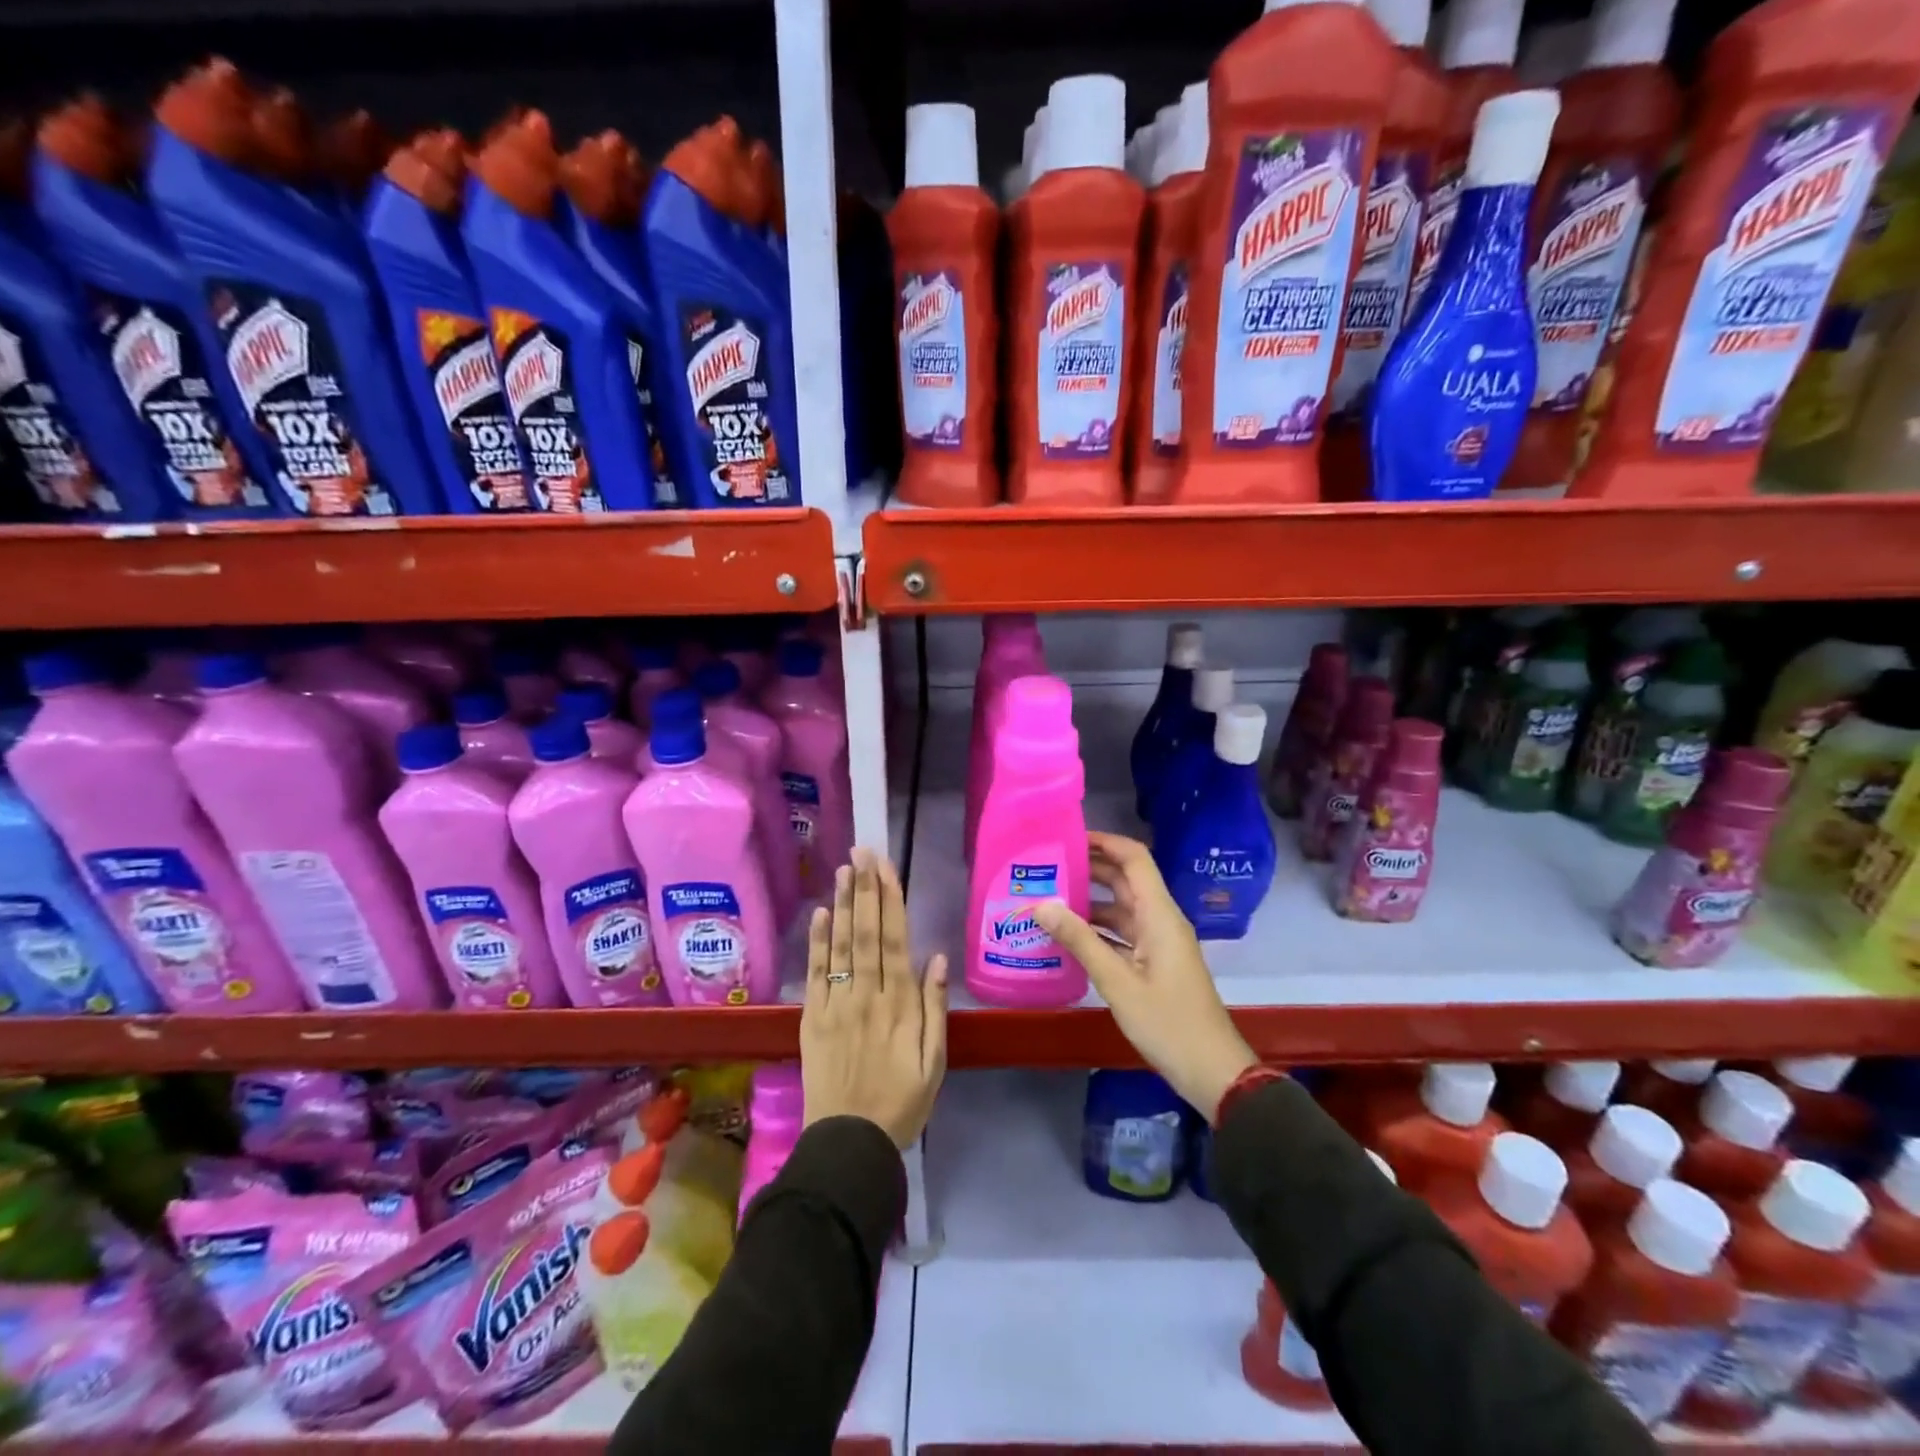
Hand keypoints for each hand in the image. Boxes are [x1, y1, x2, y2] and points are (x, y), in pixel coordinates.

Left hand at [800, 849, 948, 1147]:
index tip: (886, 867)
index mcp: (900, 1005)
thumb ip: (935, 1009)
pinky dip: (817, 942)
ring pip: (840, 946)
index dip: (890, 900)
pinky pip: (815, 974)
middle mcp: (867, 995)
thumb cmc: (902, 1103)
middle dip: (865, 889)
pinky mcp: (813, 1018)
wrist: (849, 1143)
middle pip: (866, 933)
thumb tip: (937, 958)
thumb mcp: (935, 1063)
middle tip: (862, 851)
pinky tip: (819, 914)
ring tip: (843, 869)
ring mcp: (836, 1005)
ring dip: (841, 904)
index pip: (895, 940)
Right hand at [1034, 832, 1255, 1120]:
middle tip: (1045, 865)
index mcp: (1159, 914)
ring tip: (1046, 897)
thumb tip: (1041, 905)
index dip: (1104, 841)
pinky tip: (1065, 935)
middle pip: (1124, 880)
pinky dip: (1096, 929)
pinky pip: (1122, 933)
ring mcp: (1158, 942)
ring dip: (1088, 900)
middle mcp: (1160, 920)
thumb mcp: (1117, 982)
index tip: (1067, 837)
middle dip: (1088, 868)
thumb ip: (1079, 941)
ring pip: (1120, 908)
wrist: (1210, 1070)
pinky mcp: (1154, 963)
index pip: (1134, 859)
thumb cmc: (1168, 1023)